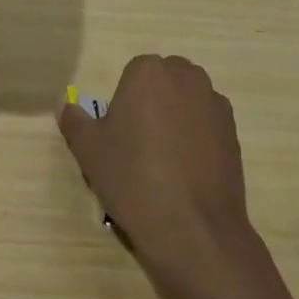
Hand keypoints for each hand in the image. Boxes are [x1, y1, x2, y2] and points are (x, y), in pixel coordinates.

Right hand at [57, 55, 260, 282]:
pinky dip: (196, 140)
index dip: (123, 102)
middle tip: (137, 143)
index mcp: (149, 72)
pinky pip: (206, 126)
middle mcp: (187, 78)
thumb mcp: (89, 149)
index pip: (132, 74)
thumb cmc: (132, 177)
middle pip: (163, 83)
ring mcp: (216, 105)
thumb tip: (64, 105)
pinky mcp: (234, 134)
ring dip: (175, 119)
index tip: (118, 132)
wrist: (192, 227)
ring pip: (187, 103)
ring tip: (162, 161)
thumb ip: (74, 121)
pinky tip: (185, 173)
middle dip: (152, 103)